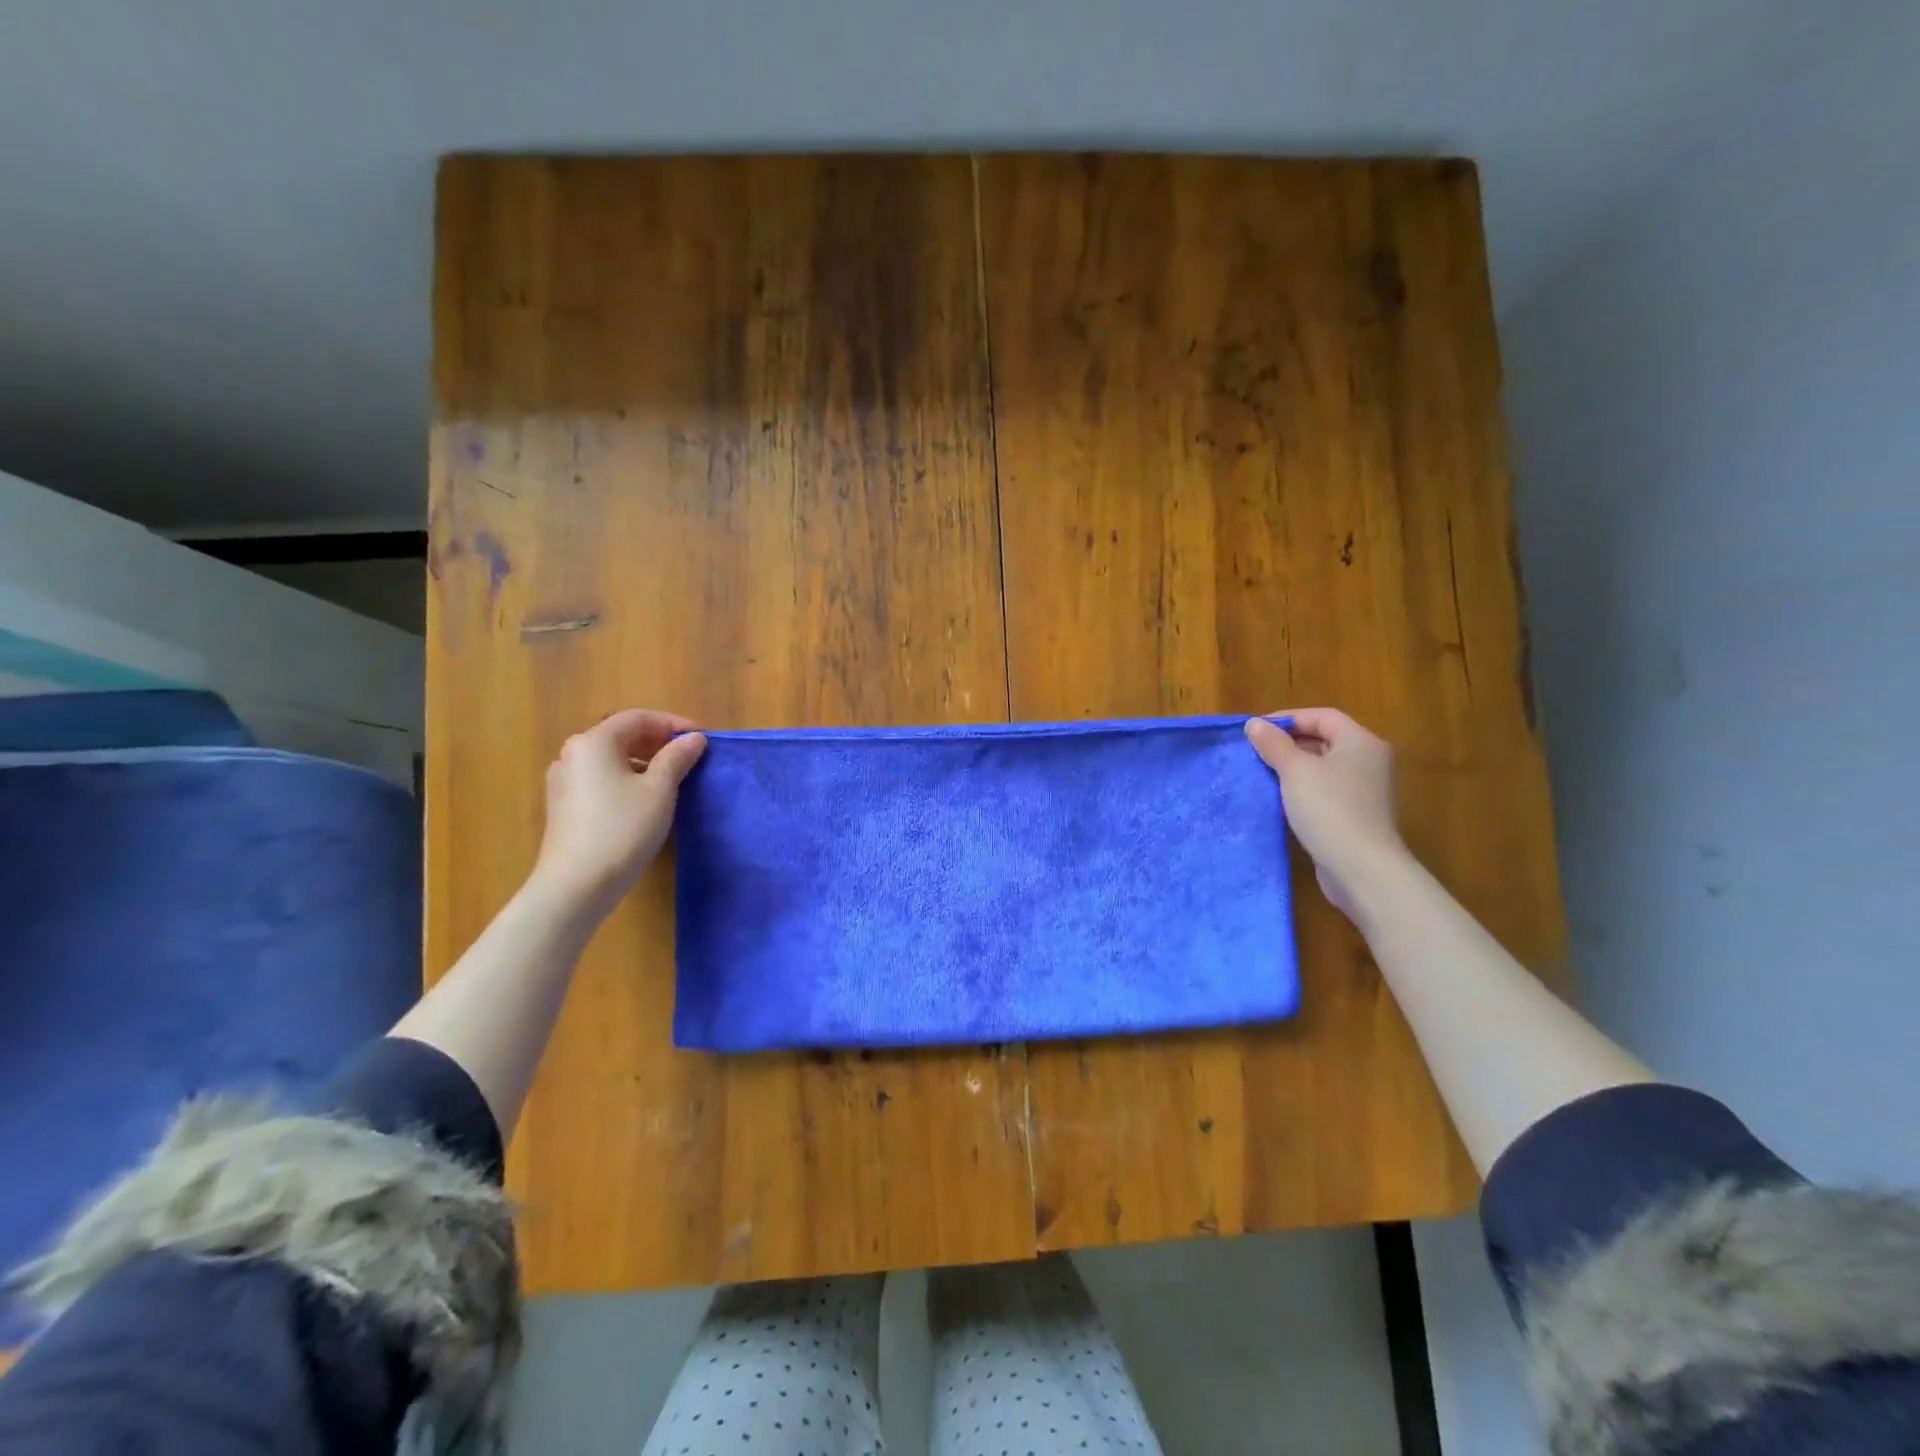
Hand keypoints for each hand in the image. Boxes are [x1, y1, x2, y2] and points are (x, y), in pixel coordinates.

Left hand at [528, 708, 706, 919]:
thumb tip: (694, 738)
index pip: (638, 718)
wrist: (577, 885)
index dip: (673, 724)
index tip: (702, 739)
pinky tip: (645, 800)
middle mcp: (573, 754)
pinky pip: (600, 779)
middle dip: (658, 742)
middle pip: (621, 736)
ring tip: (673, 778)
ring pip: (611, 759)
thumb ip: (677, 758)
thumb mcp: (659, 790)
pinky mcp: (564, 806)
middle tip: (690, 757)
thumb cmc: (623, 829)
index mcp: (594, 742)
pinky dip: (627, 779)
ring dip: (644, 762)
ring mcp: (564, 781)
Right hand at [1245, 709, 1403, 918]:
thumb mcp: (1295, 770)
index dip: (1288, 718)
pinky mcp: (1356, 817)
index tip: (1256, 730)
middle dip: (1287, 744)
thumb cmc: (1329, 809)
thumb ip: (1273, 744)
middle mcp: (1369, 762)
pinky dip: (1301, 791)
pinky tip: (1278, 801)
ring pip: (1322, 769)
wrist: (1362, 869)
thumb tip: (1254, 724)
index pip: (1323, 716)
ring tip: (1260, 775)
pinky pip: (1325, 793)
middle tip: (1254, 752)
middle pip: (1324, 740)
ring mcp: (1365, 792)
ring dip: (1292, 769)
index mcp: (1362, 742)